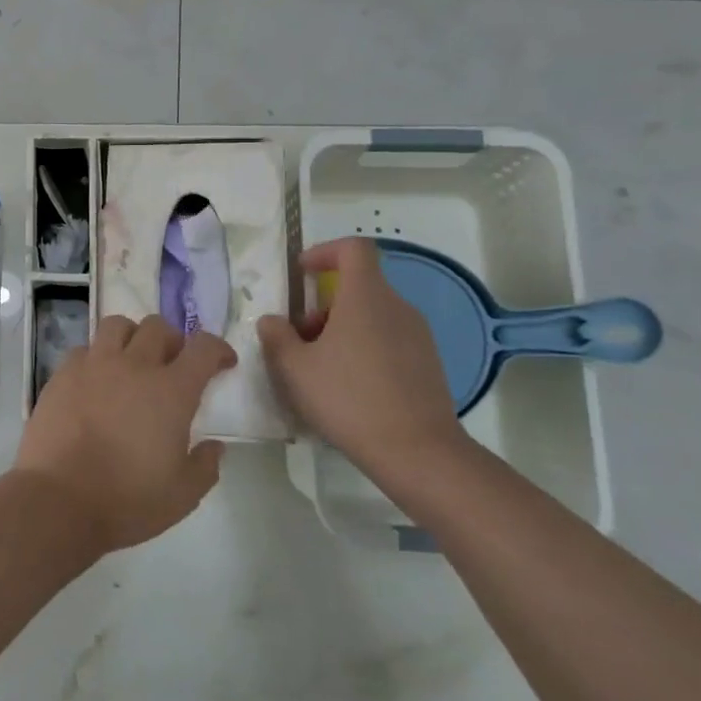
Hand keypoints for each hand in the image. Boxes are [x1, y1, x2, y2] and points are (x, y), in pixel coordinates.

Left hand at [15, 314, 236, 552]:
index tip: (222, 363)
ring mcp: (93, 366)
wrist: (59, 499)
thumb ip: (205, 465)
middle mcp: (134, 366)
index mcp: (171, 391)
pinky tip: (96, 380)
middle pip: (158, 327)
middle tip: (173, 364)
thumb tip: (214, 446)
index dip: (218, 349)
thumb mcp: (183, 494)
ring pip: (117, 325)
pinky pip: (84, 349)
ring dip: (132, 336)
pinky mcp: (61, 374)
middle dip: (173, 340)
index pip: (203, 348)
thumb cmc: (128, 500)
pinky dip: (96, 356)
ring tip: (132, 361)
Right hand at [256, 238, 465, 478]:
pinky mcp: (428, 363)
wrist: (417, 451)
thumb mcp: (294, 368)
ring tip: (319, 368)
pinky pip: (388, 339)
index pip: (354, 249)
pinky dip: (363, 348)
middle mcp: (397, 307)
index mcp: (365, 298)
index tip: (302, 274)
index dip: (325, 252)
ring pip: (372, 315)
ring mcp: (418, 335)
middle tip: (299, 339)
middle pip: (358, 287)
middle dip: (323, 306)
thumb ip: (277, 337)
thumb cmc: (348, 399)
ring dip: (341, 329)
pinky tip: (348, 387)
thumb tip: (272, 321)